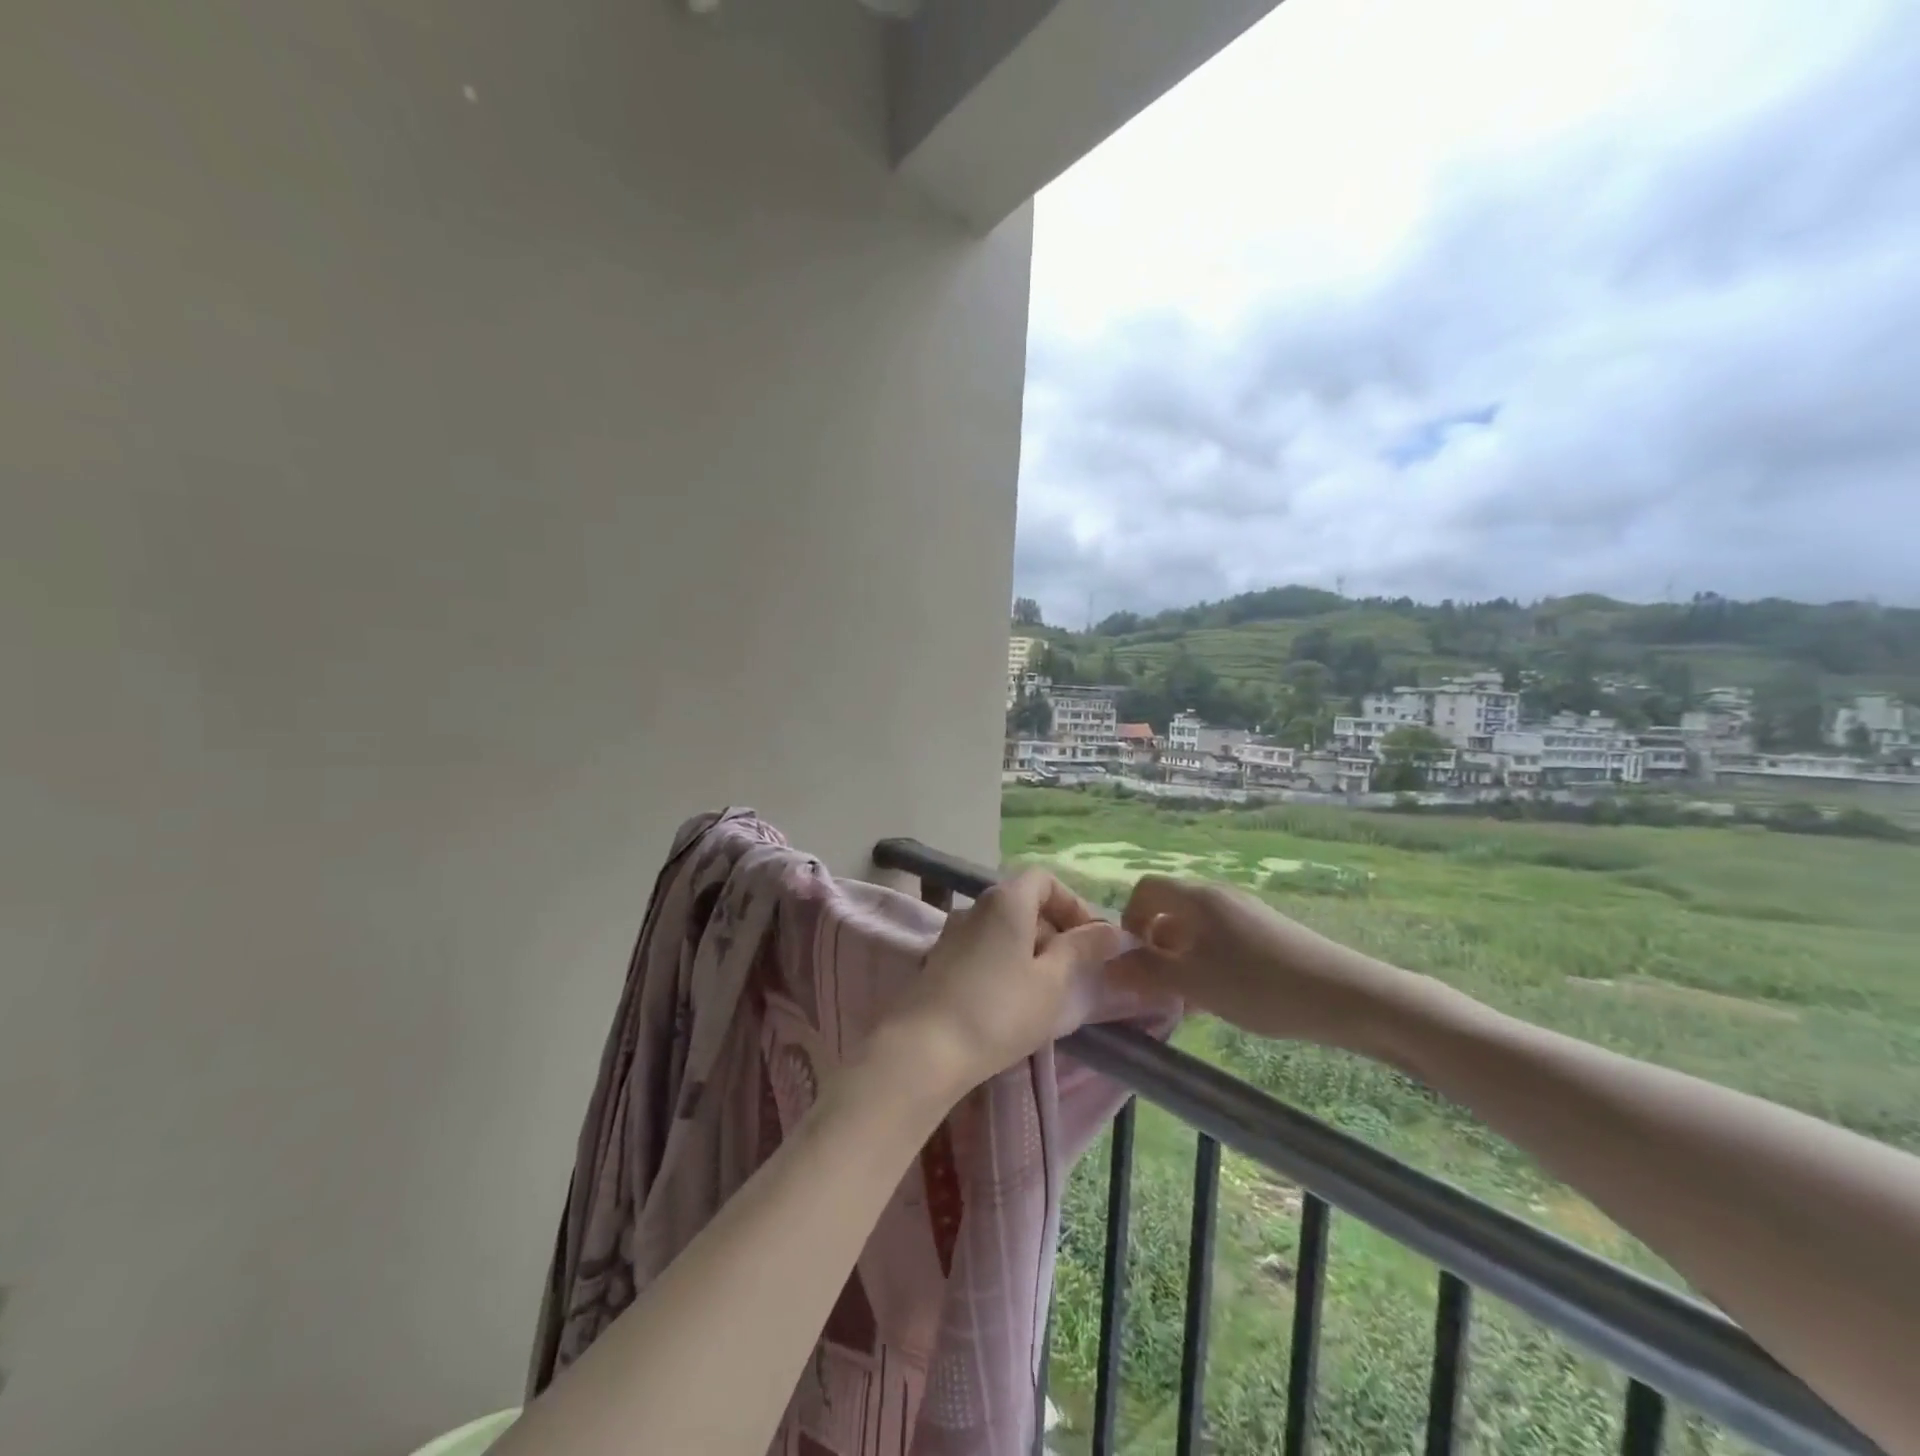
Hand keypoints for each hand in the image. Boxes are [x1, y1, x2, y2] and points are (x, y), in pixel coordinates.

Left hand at [882, 870, 1129, 1097]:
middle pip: (1022, 903)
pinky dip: (1004, 964)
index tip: (1090, 940)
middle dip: (1054, 930)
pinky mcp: (939, 962)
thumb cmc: (999, 1010)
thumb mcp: (1052, 982)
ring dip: (1029, 951)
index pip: (1044, 879)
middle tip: (1073, 972)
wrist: (924, 1049)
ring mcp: (952, 934)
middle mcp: (975, 907)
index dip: (1072, 903)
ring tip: (1046, 993)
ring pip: (1002, 930)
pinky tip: (1011, 1003)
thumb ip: (1082, 950)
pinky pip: (982, 950)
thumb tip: (1113, 930)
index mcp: (1005, 900)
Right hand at [1110, 875, 1402, 1047]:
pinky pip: (1221, 941)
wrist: (1347, 996)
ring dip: (1180, 959)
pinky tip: (1221, 999)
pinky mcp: (1267, 934)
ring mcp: (1246, 913)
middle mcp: (1219, 896)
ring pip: (1195, 930)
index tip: (1133, 959)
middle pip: (1169, 909)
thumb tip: (1110, 965)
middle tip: (1157, 987)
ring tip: (1188, 1000)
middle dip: (1154, 946)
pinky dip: (1208, 963)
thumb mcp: (1193, 983)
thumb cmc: (1259, 985)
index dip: (1129, 919)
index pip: (1145, 889)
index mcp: (1197, 898)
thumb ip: (1146, 972)